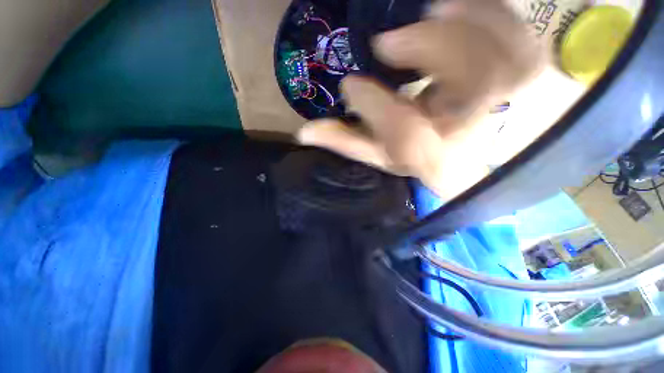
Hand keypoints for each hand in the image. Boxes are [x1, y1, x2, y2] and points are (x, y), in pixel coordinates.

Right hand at [297, 0, 549, 199]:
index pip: (408, 135)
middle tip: (388, 44)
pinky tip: (458, 10)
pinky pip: (521, 34)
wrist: (473, 157)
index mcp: (435, 158)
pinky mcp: (526, 72)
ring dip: (467, 21)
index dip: (374, 107)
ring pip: (509, 53)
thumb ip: (348, 143)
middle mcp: (478, 132)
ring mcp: (514, 100)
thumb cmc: (422, 159)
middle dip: (430, 51)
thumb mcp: (382, 155)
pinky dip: (492, 12)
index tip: (351, 88)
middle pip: (475, 88)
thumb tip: (306, 132)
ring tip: (431, 13)